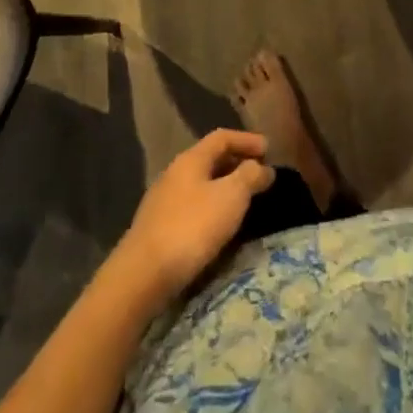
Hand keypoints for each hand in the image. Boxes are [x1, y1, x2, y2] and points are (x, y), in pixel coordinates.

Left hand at [111, 129, 274, 307]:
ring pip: (201, 183)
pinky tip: (220, 224)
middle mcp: (174, 173)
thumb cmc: (192, 227)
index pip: (222, 138)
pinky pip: (193, 205)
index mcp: (191, 159)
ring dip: (225, 186)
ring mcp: (164, 200)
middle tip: (261, 175)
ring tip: (246, 200)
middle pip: (210, 159)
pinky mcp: (159, 226)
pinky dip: (213, 205)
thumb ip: (250, 176)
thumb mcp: (231, 197)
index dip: (247, 140)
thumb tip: (263, 167)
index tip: (269, 150)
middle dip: (237, 163)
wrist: (143, 274)